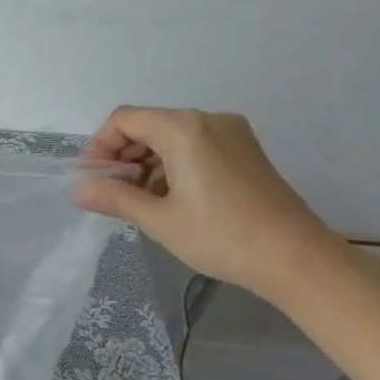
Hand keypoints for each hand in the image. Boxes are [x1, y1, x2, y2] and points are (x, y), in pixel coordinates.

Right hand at [75, 107, 339, 298]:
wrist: (300, 260)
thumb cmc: (223, 237)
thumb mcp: (160, 220)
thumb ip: (115, 198)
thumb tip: (79, 190)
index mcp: (184, 128)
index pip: (124, 120)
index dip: (101, 146)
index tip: (94, 180)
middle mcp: (208, 119)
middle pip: (148, 124)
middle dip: (123, 155)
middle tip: (113, 193)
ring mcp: (232, 133)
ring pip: (172, 135)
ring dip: (148, 162)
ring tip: (142, 200)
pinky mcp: (247, 150)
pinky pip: (196, 144)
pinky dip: (174, 163)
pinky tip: (173, 197)